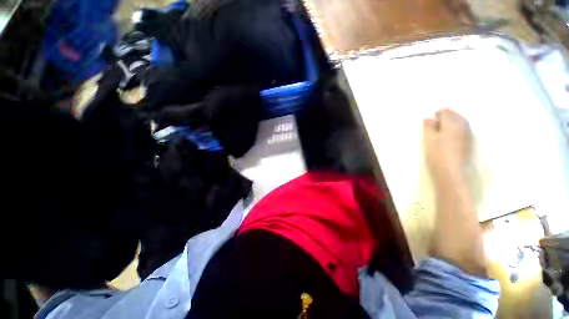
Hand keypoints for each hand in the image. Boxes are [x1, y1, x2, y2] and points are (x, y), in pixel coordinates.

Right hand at [423, 108, 472, 182]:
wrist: (452, 172)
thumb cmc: (437, 154)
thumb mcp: (428, 140)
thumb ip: (429, 127)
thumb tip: (428, 118)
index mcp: (452, 124)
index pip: (446, 112)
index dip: (438, 113)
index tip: (431, 118)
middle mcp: (463, 126)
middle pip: (456, 115)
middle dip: (446, 116)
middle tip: (435, 123)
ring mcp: (468, 135)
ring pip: (461, 122)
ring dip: (453, 122)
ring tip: (442, 128)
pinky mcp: (470, 143)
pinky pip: (464, 130)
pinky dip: (457, 129)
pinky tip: (451, 136)